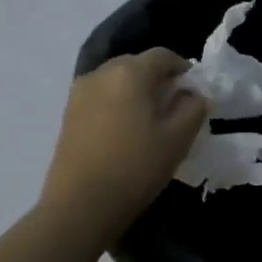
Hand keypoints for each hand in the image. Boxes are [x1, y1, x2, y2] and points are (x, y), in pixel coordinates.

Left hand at [42, 49, 208, 233]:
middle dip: (157, 78)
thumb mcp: (178, 139)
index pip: (162, 55)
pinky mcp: (67, 114)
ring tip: (148, 119)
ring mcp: (80, 92)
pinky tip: (124, 130)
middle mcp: (101, 72)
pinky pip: (100, 96)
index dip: (182, 67)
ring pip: (116, 79)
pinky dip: (116, 103)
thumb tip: (193, 94)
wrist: (79, 206)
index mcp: (130, 72)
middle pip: (136, 64)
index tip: (193, 89)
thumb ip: (193, 108)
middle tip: (173, 104)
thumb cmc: (135, 167)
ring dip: (134, 90)